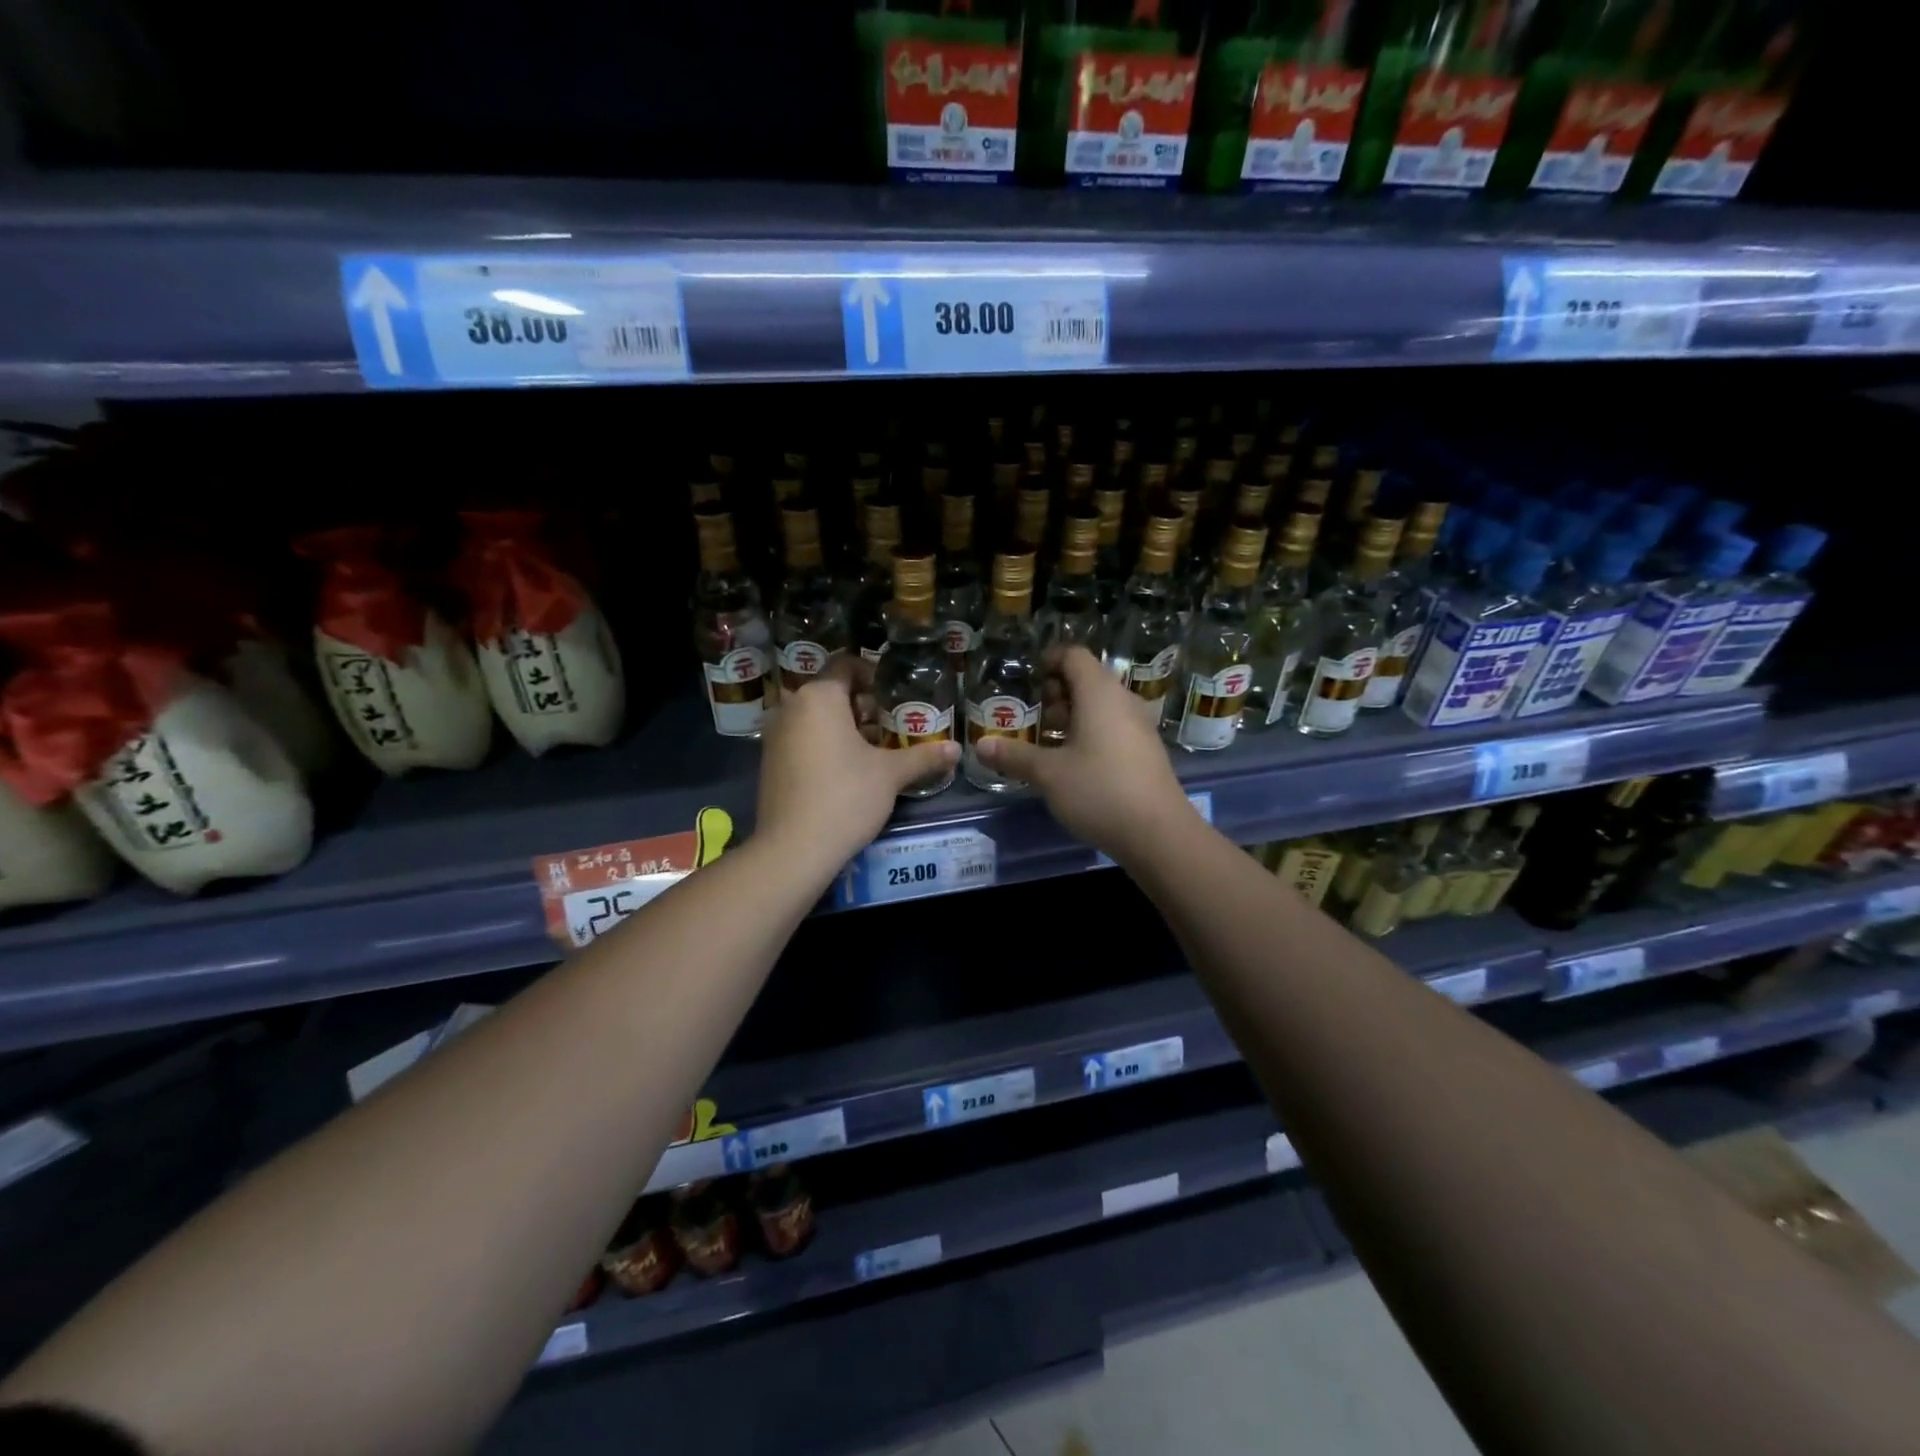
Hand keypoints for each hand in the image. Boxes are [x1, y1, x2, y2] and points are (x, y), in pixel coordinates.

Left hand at [756, 656, 959, 869]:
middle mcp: (791, 707)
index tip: (895, 696)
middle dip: (862, 705)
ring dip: (844, 726)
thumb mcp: (891, 774)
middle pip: (831, 692)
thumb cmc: (846, 796)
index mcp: (819, 697)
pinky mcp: (770, 762)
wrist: (794, 848)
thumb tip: (956, 750)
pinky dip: (823, 744)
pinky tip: (847, 771)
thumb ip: (924, 757)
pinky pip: (801, 739)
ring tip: (874, 750)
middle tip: (891, 725)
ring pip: (815, 717)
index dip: (872, 674)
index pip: (846, 664)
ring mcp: (775, 735)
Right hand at [973, 647, 1194, 861]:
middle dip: (1058, 691)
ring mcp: (1139, 726)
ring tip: (1049, 739)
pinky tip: (1075, 762)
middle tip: (1034, 714)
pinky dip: (1091, 732)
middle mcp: (1123, 701)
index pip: (1074, 656)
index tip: (1029, 678)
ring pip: (1102, 705)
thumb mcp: (1049, 774)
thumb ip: (1015, 756)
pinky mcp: (1146, 751)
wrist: (1158, 834)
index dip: (1050, 660)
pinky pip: (1114, 726)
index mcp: (1099, 694)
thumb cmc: (1099, 791)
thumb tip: (981, 746)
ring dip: (1074, 714)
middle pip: (1089, 679)